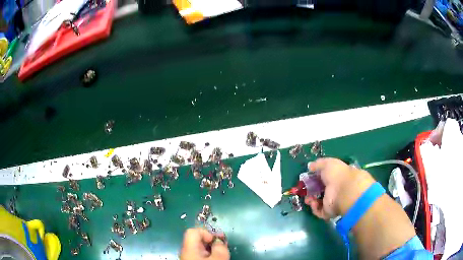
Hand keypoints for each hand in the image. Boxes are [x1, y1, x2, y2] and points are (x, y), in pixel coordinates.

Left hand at [180, 228, 229, 259]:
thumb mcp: (218, 257)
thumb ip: (220, 247)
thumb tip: (219, 241)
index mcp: (189, 246)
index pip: (194, 231)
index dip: (207, 232)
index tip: (217, 240)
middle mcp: (186, 250)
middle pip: (197, 239)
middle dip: (211, 241)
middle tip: (223, 247)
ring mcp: (188, 257)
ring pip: (199, 248)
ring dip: (211, 249)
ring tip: (221, 254)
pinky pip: (199, 254)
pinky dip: (208, 255)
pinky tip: (215, 258)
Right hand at [304, 158, 374, 218]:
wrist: (344, 190)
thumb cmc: (337, 174)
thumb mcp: (327, 163)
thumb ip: (318, 164)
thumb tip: (310, 166)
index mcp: (335, 177)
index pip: (324, 179)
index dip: (314, 179)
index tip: (307, 179)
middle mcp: (334, 190)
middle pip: (320, 191)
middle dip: (311, 191)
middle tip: (304, 190)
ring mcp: (332, 202)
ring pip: (318, 202)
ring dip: (311, 200)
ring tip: (308, 198)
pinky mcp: (329, 212)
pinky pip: (319, 211)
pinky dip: (314, 207)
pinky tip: (314, 202)